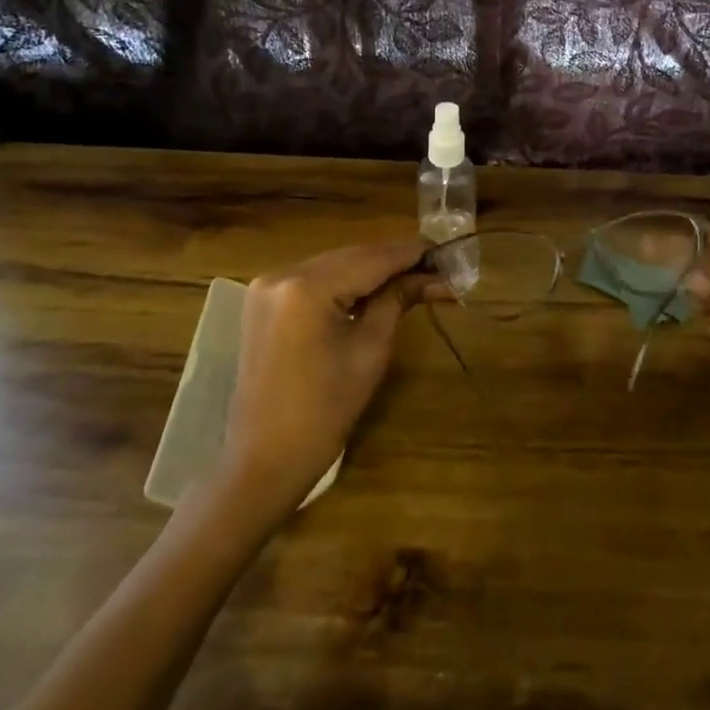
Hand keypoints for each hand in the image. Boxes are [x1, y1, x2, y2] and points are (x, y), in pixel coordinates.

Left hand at [213, 241, 430, 522]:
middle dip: (394, 261)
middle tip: (436, 267)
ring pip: (333, 264)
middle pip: (351, 256)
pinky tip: (373, 288)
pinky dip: (345, 281)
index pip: (371, 258)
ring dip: (371, 269)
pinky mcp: (263, 301)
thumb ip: (397, 301)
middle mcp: (282, 274)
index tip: (446, 251)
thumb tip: (433, 277)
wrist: (265, 458)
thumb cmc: (325, 411)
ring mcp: (267, 286)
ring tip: (413, 277)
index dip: (411, 253)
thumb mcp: (370, 350)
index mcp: (307, 287)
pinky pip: (313, 279)